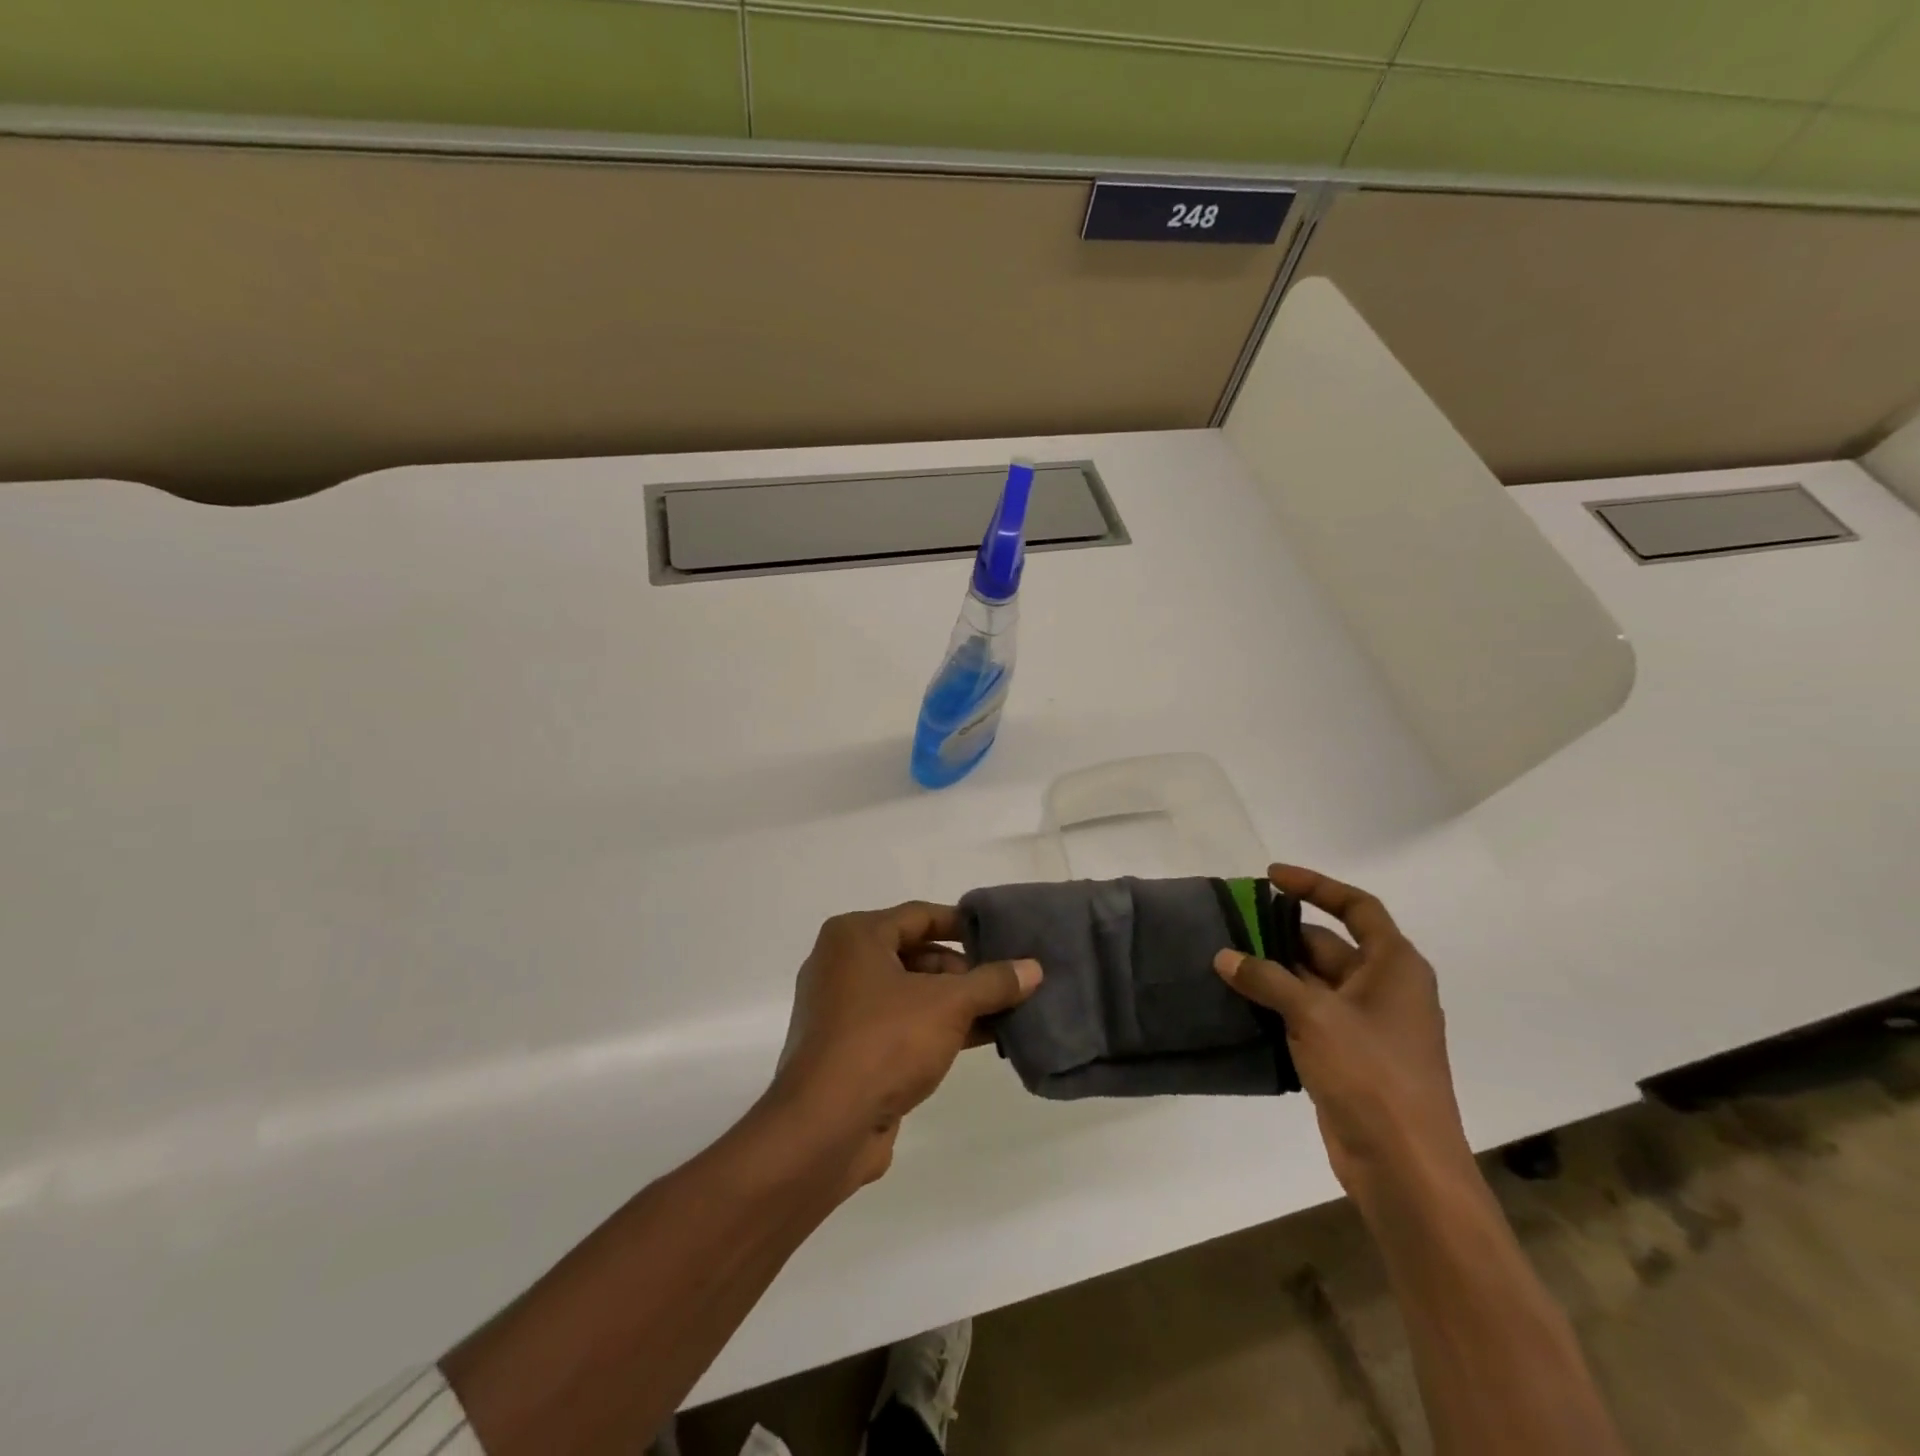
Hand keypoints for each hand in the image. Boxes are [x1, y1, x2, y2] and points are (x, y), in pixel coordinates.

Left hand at [768, 901, 1041, 1185]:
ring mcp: (842, 1009)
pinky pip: (900, 1025)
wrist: (825, 1128)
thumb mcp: (948, 1005)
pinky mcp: (848, 1050)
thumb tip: (1033, 968)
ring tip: (1006, 1010)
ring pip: (910, 993)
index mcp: (855, 937)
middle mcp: (842, 964)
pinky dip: (935, 1027)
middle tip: (1007, 980)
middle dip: (963, 969)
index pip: (920, 915)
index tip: (1002, 935)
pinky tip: (981, 1039)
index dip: (963, 924)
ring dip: (955, 1002)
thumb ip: (992, 983)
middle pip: (915, 953)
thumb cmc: (884, 1042)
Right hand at [1213, 865, 1471, 1214]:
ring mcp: (1366, 1025)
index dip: (1315, 885)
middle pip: (1328, 945)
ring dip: (1273, 973)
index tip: (1271, 877)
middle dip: (1280, 935)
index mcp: (1394, 966)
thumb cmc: (1371, 1075)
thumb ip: (1266, 979)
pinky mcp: (1348, 1056)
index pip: (1357, 907)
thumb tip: (1225, 956)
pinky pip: (1307, 1015)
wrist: (1404, 1167)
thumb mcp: (1314, 1015)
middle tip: (1230, 927)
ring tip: (1224, 961)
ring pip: (1313, 982)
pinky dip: (1276, 1005)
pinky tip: (1238, 1003)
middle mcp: (1384, 988)